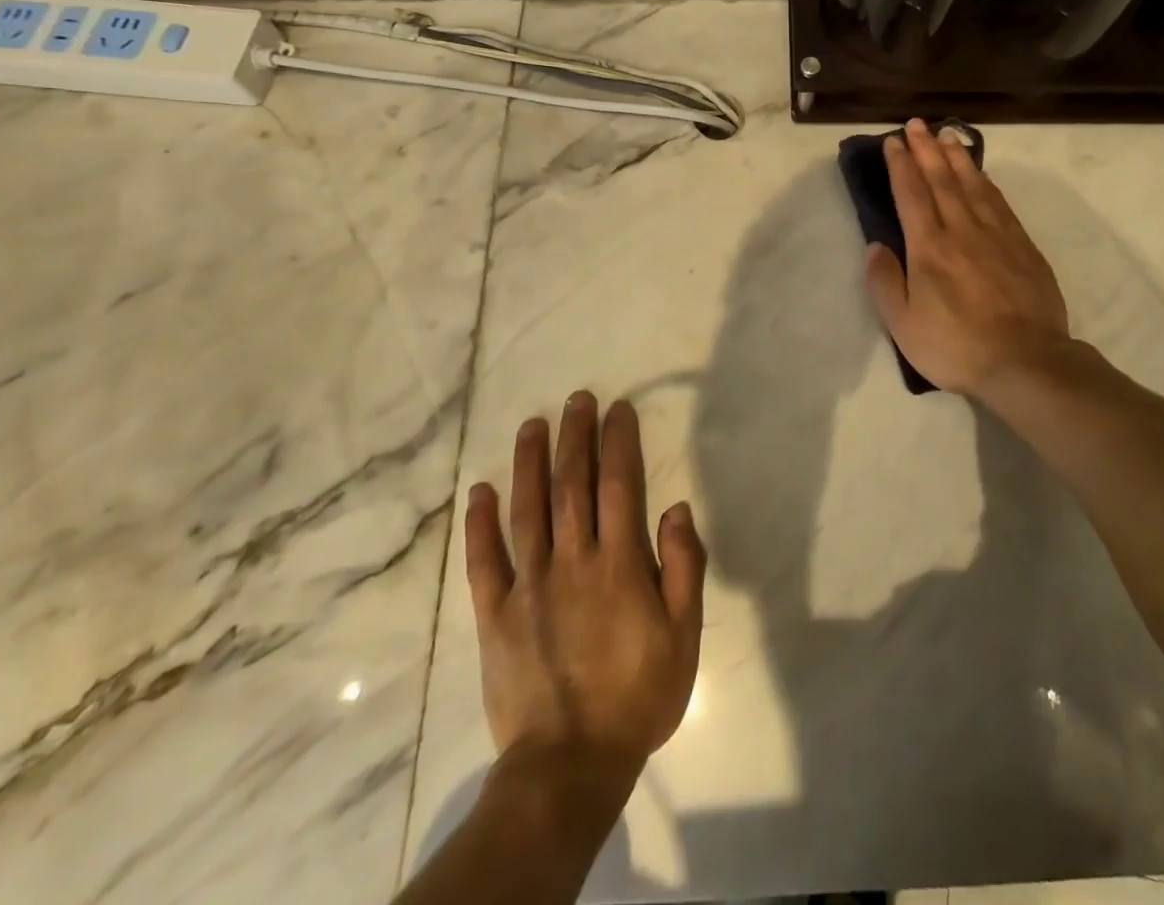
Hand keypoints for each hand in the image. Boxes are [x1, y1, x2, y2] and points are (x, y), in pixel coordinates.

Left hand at [464, 392, 705, 776]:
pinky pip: (483, 561)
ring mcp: (528, 585)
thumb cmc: (638, 696)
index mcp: (619, 564)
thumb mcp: (684, 636)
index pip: (619, 485)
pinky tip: (480, 489)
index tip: (617, 409)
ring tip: (532, 424)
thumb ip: (684, 567)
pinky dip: (479, 523)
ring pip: (526, 510)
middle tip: (577, 399)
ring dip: (529, 462)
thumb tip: (676, 507)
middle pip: (572, 485)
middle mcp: (572, 561)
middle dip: (575, 437)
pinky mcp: (494, 614)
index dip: (618, 442)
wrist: (571, 765)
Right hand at [865, 119, 1070, 396]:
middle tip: (917, 124)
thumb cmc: (956, 346)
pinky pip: (1000, 202)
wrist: (1026, 361)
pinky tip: (981, 174)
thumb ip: (885, 282)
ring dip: (958, 157)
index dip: (901, 164)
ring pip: (973, 185)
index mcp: (929, 248)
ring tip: (947, 135)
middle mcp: (962, 230)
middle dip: (926, 149)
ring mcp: (997, 235)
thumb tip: (875, 245)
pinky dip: (986, 182)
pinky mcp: (1022, 246)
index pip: (911, 194)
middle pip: (942, 179)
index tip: (893, 141)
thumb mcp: (903, 325)